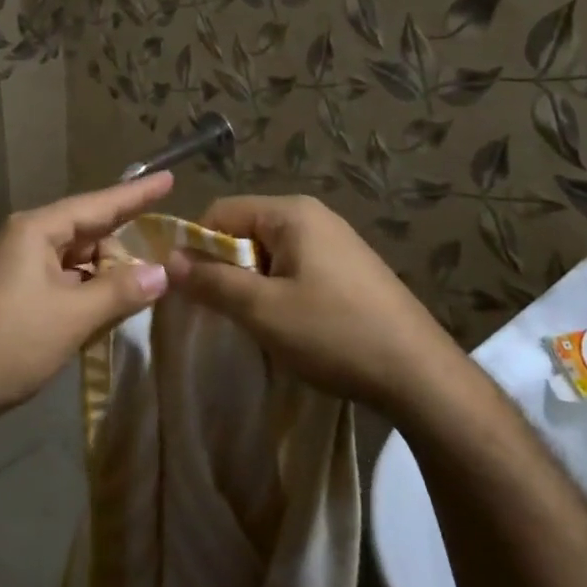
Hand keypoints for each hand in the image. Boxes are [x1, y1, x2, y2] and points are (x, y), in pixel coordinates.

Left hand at [0, 173, 174, 431]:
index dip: (137, 194)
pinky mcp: (13, 295)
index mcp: (37, 230)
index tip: (170, 178)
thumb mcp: (74, 316)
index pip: (98, 204)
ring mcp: (16, 268)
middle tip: (150, 284)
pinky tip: (98, 318)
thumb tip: (163, 272)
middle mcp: (25, 239)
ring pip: (76, 263)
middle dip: (120, 256)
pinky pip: (61, 283)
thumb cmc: (11, 341)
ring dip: (102, 281)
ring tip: (126, 306)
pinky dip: (83, 296)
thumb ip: (121, 291)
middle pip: (88, 235)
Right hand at [167, 194, 453, 411]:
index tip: (186, 288)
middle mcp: (314, 217)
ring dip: (250, 283)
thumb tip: (168, 260)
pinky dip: (277, 291)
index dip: (195, 246)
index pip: (220, 212)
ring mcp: (336, 242)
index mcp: (292, 213)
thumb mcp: (262, 309)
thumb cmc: (334, 333)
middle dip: (224, 267)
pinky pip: (294, 268)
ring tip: (253, 322)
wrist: (419, 374)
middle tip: (219, 310)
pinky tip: (287, 325)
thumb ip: (211, 281)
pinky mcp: (349, 269)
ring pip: (268, 254)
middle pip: (244, 231)